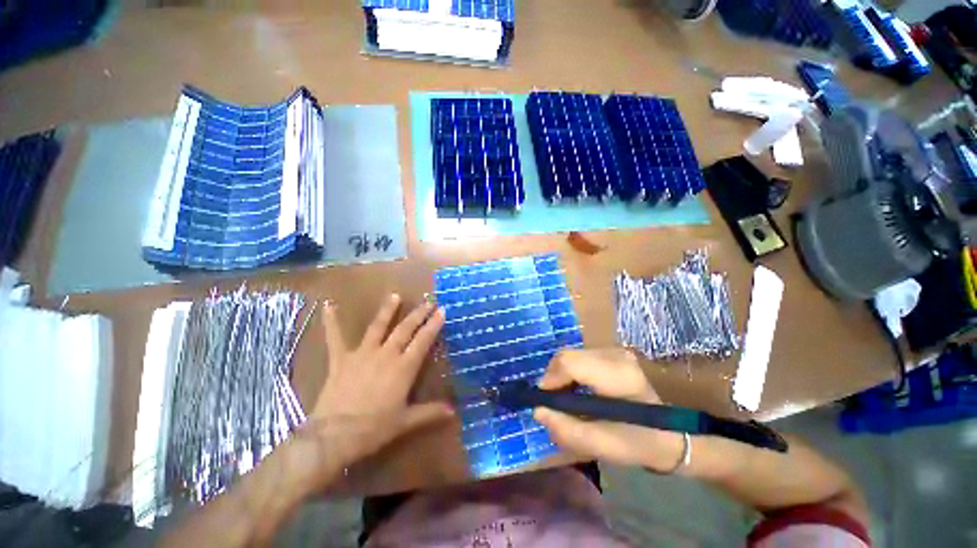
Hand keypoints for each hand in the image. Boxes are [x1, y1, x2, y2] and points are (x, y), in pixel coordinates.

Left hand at [304, 294, 452, 471]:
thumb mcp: (405, 421)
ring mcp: (362, 354)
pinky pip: (336, 337)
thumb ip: (430, 412)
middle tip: (428, 301)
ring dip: (387, 310)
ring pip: (378, 326)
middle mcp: (386, 354)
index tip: (442, 310)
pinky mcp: (341, 359)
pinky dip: (332, 321)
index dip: (433, 324)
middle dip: (418, 314)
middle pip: (405, 329)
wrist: (334, 436)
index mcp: (403, 367)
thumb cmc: (374, 429)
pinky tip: (329, 305)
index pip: (423, 340)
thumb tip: (453, 411)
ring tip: (394, 295)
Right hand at [533, 349, 684, 471]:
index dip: (551, 379)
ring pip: (571, 355)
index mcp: (618, 376)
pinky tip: (576, 389)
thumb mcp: (600, 445)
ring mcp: (614, 350)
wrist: (669, 433)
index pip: (570, 362)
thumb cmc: (637, 442)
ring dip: (561, 375)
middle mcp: (615, 355)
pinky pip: (579, 356)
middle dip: (554, 378)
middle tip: (553, 402)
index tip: (545, 401)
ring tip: (564, 397)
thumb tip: (538, 409)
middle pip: (567, 356)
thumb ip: (565, 429)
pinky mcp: (612, 351)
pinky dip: (571, 371)